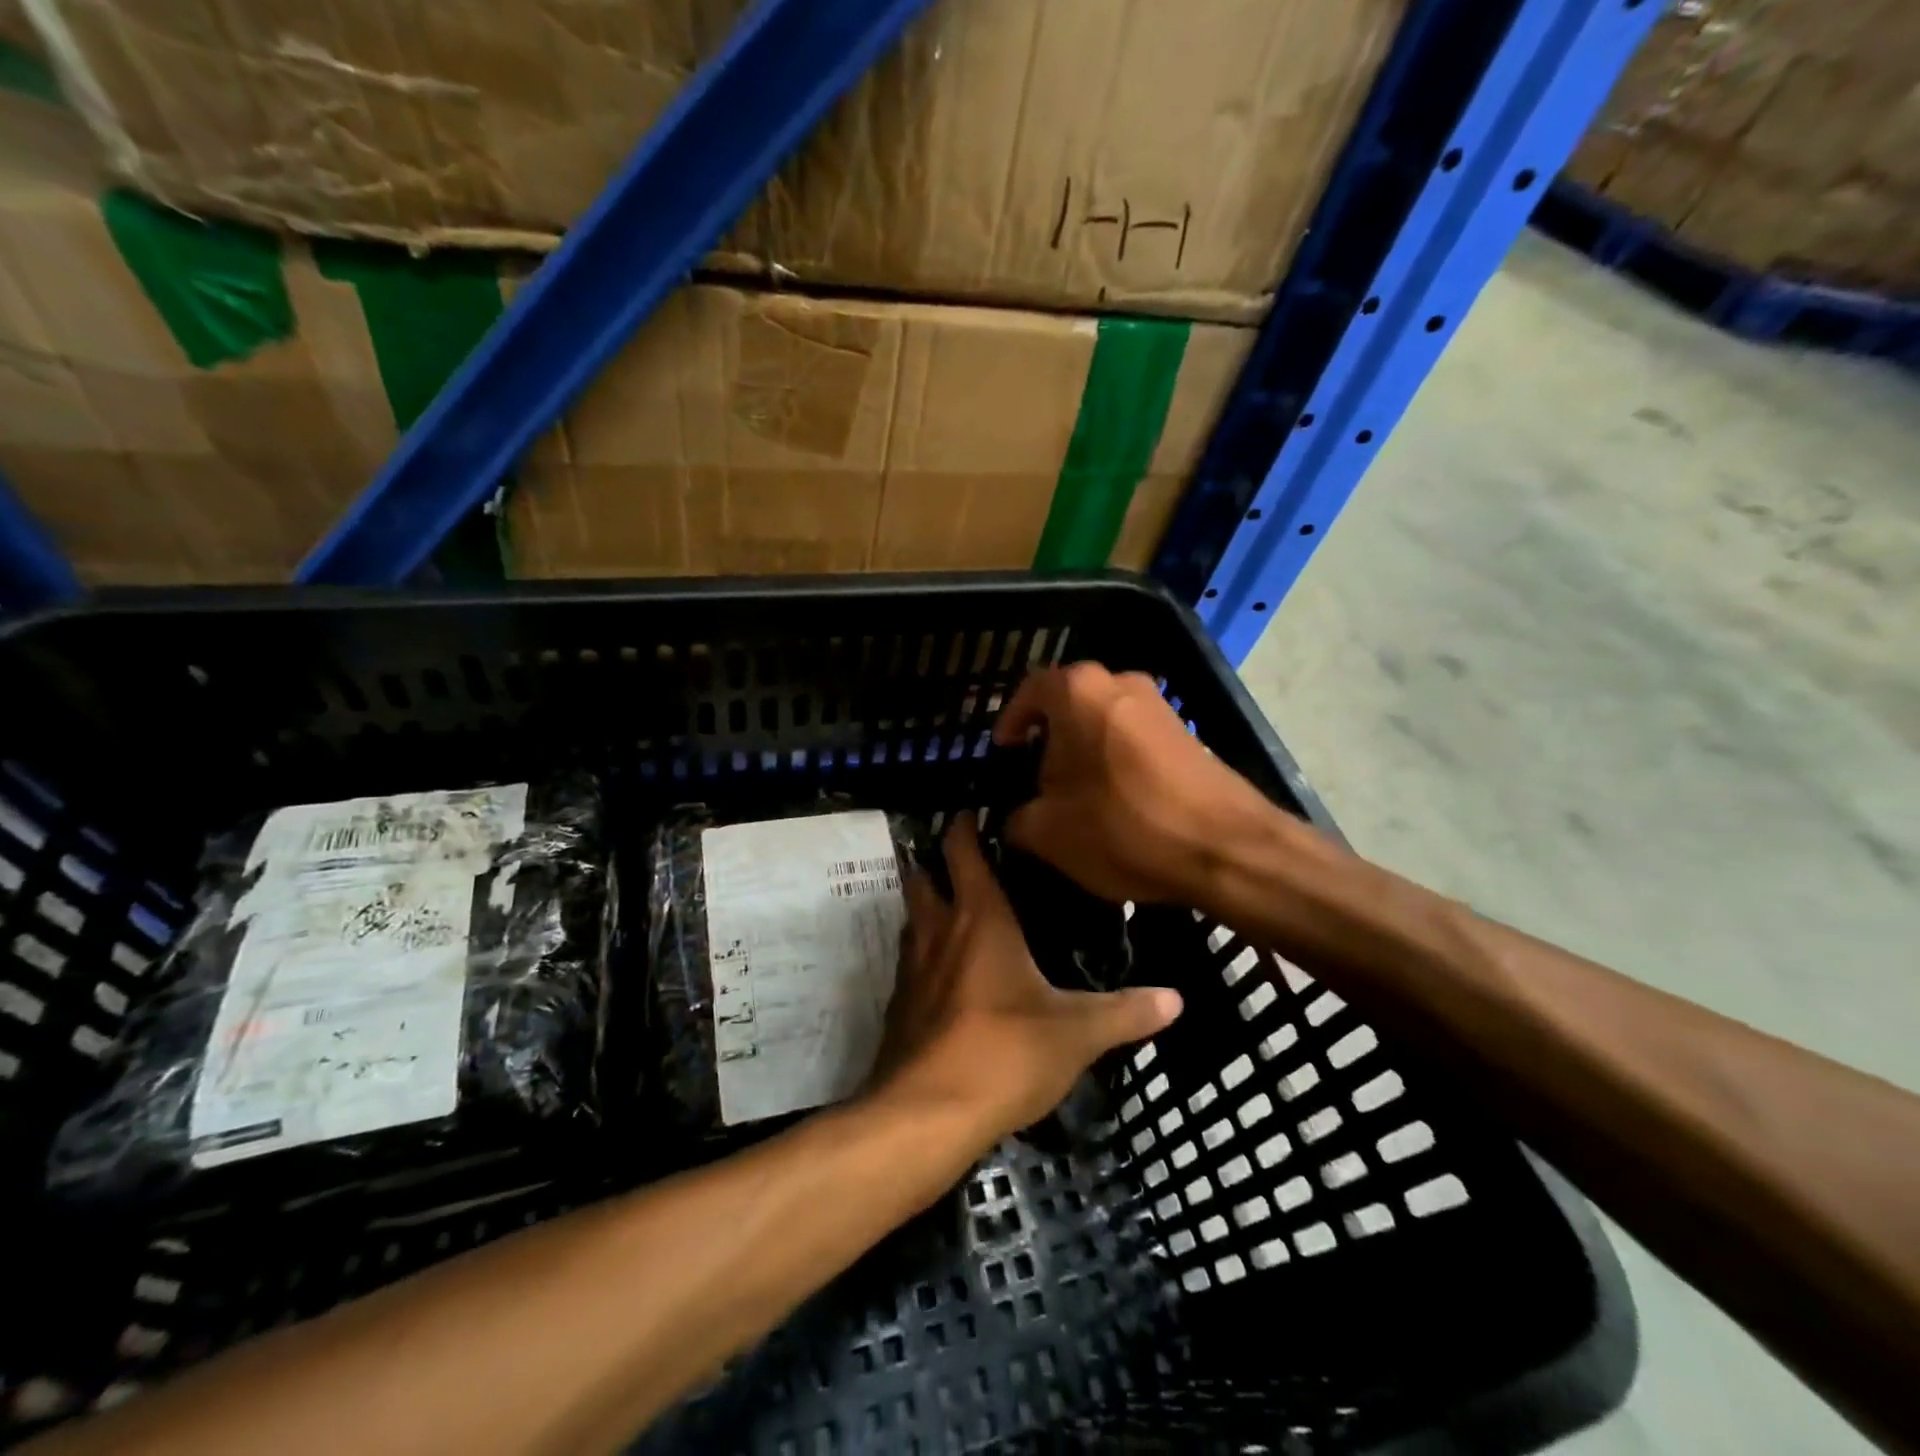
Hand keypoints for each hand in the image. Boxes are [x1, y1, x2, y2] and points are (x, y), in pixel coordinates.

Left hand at [869, 813, 1181, 1141]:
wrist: (928, 1115)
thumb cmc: (1005, 1053)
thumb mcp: (1076, 1033)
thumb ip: (1126, 1012)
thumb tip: (1177, 998)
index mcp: (978, 920)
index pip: (962, 852)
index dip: (962, 825)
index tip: (972, 810)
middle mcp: (937, 932)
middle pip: (922, 878)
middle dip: (934, 862)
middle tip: (963, 858)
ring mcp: (910, 970)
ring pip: (912, 921)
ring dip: (928, 908)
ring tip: (957, 910)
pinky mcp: (899, 1008)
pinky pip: (909, 965)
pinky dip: (924, 956)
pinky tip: (947, 976)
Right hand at [993, 663, 1274, 904]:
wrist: (1227, 849)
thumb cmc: (1124, 828)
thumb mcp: (1049, 833)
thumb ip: (1018, 819)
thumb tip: (1017, 818)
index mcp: (1079, 691)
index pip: (1030, 690)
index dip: (1010, 721)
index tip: (1003, 750)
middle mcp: (1121, 683)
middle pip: (1069, 704)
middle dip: (1048, 739)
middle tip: (1035, 776)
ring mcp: (1160, 705)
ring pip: (1103, 720)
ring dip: (1083, 751)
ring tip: (1074, 794)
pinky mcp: (1187, 733)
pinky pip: (1133, 737)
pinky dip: (1115, 760)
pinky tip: (1115, 801)